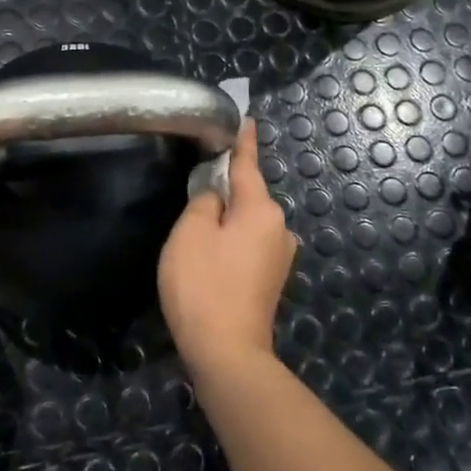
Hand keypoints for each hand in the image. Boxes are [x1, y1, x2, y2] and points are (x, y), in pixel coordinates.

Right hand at [158, 120, 296, 376]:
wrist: (227, 352)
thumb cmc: (203, 285)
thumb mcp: (190, 233)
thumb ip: (204, 201)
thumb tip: (216, 194)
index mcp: (261, 209)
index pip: (248, 165)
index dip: (243, 142)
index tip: (246, 118)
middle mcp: (279, 227)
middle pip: (248, 195)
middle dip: (226, 188)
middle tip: (196, 183)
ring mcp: (279, 256)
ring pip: (247, 222)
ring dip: (227, 218)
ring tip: (197, 227)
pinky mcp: (272, 280)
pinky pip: (249, 244)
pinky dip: (231, 240)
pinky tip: (211, 255)